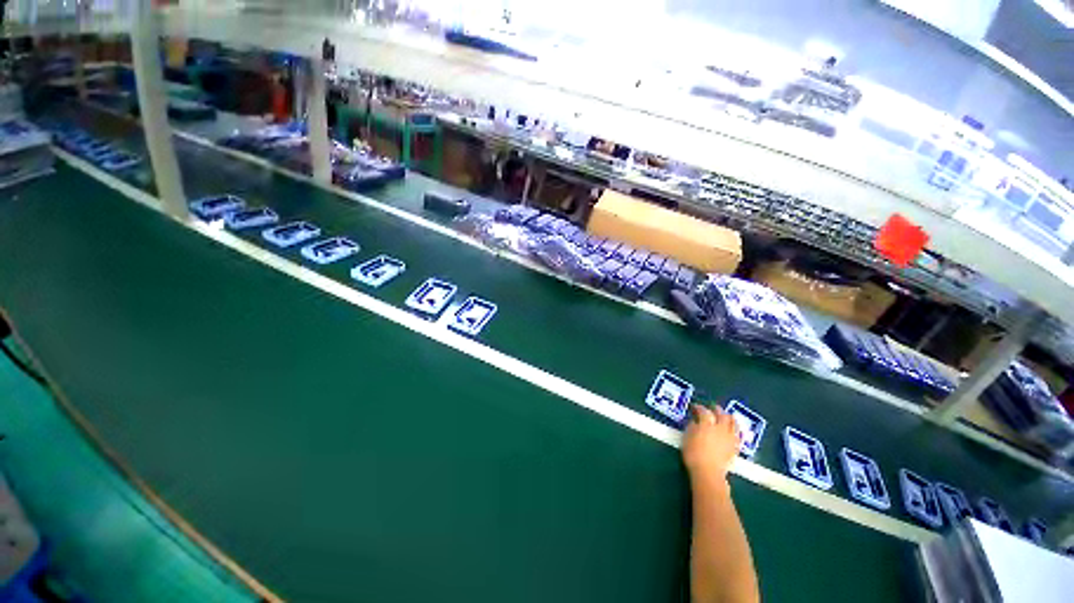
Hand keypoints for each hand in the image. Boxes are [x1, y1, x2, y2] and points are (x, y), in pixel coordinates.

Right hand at [682, 405, 741, 484]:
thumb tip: (695, 421)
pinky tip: (731, 431)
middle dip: (716, 410)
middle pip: (721, 414)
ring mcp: (729, 437)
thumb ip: (692, 426)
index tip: (694, 407)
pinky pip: (737, 434)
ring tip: (725, 416)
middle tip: (711, 408)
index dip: (699, 408)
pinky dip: (734, 429)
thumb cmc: (693, 454)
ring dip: (728, 417)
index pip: (704, 411)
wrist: (708, 472)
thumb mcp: (687, 437)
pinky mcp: (735, 446)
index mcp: (706, 424)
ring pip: (733, 422)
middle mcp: (720, 428)